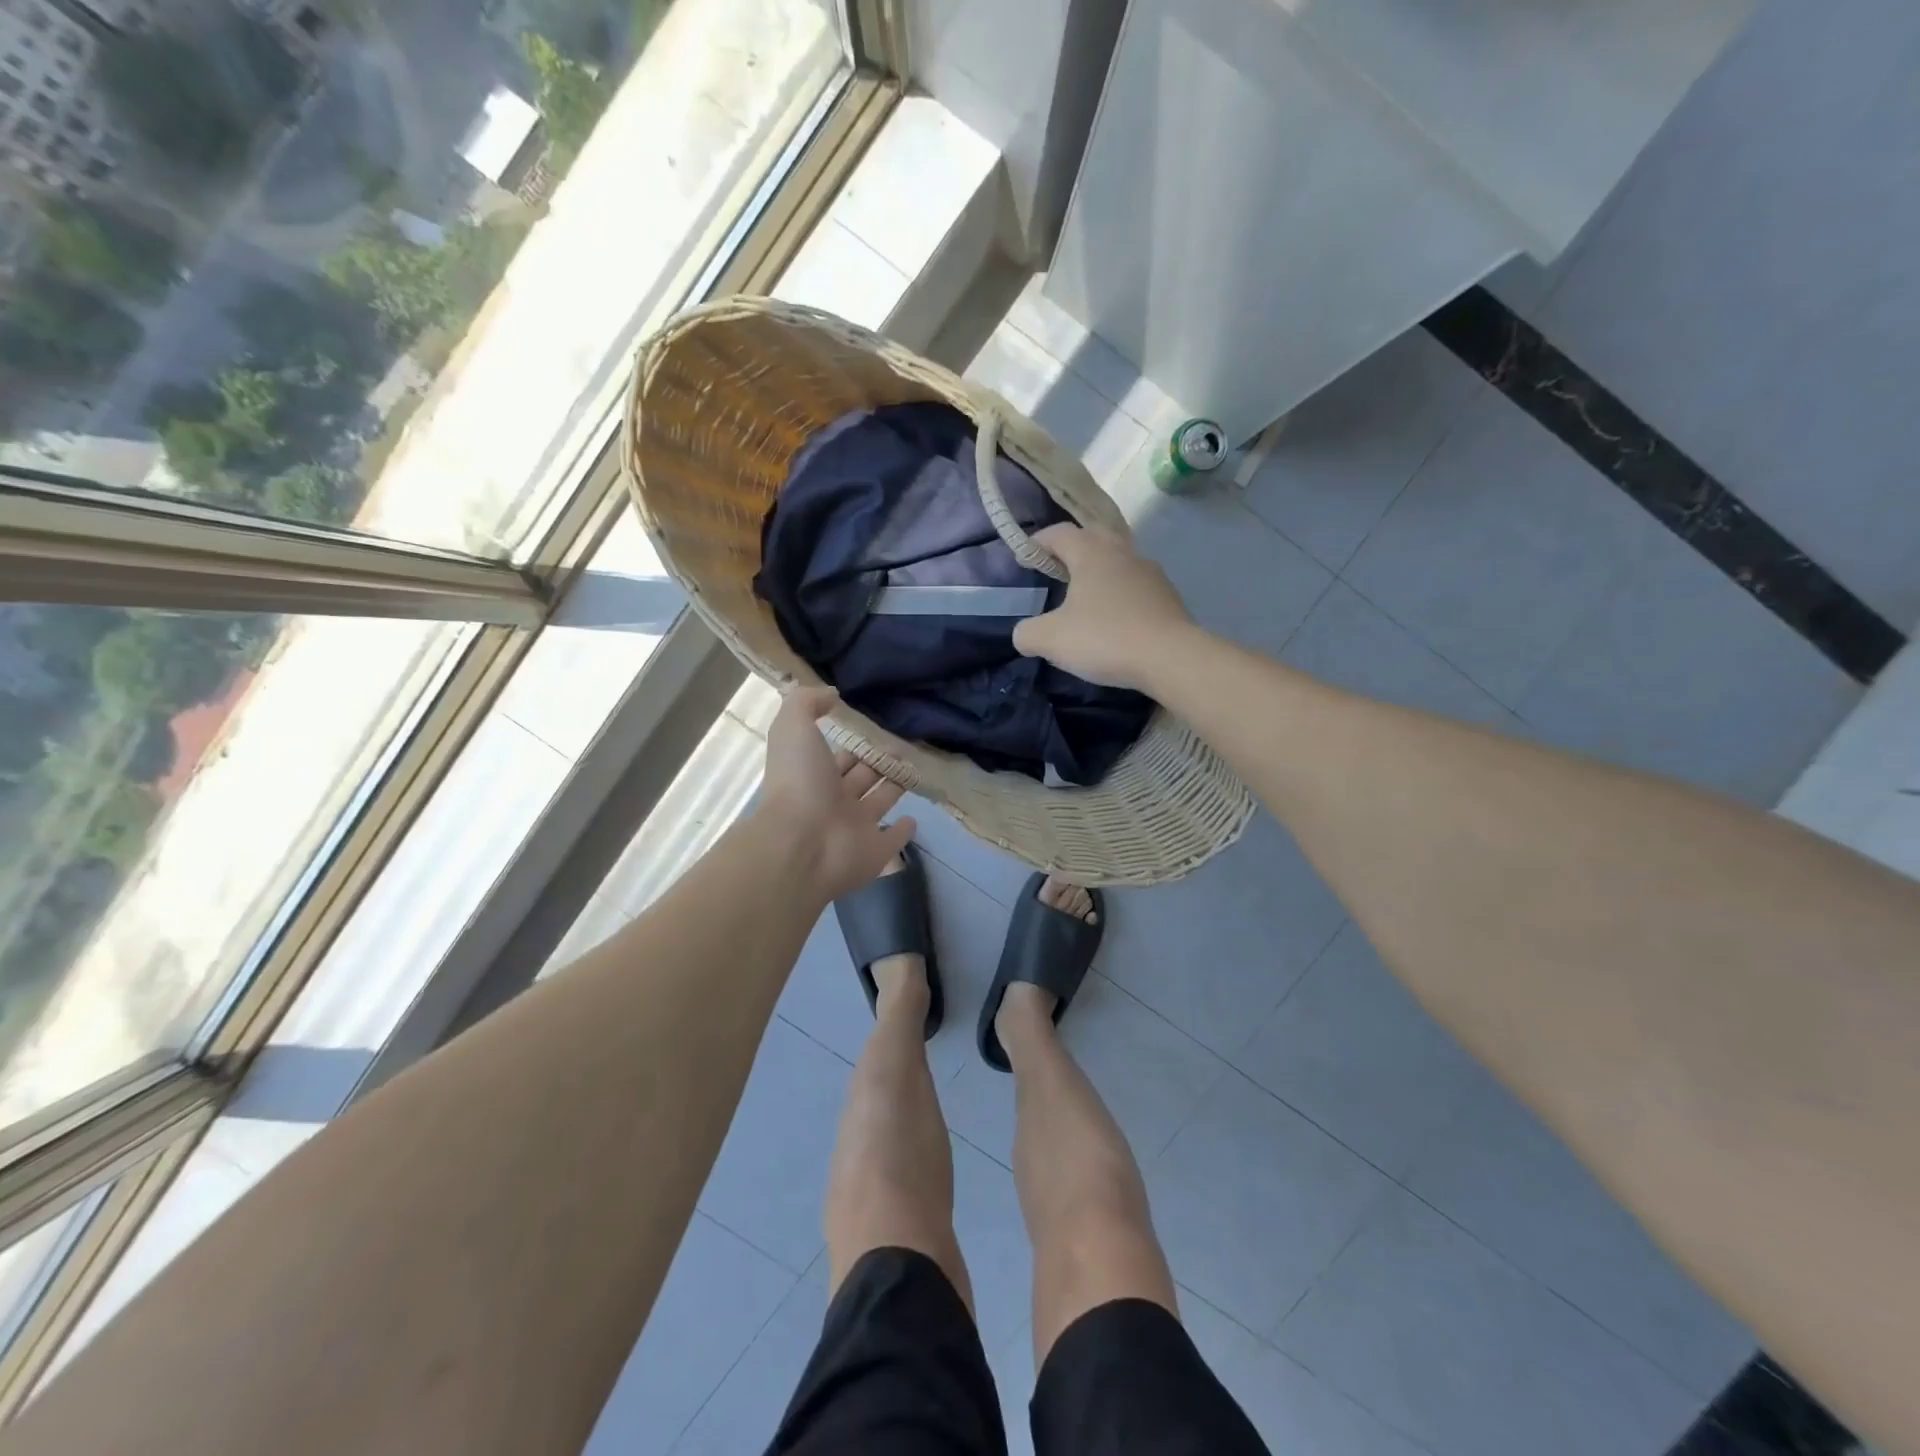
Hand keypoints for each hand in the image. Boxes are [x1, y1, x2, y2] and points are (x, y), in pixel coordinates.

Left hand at [757, 686, 915, 901]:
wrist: (802, 843)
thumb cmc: (799, 782)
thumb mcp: (794, 727)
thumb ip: (808, 702)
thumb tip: (832, 693)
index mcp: (814, 775)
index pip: (838, 756)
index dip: (853, 744)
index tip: (874, 730)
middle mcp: (834, 802)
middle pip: (860, 778)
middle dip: (877, 762)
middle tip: (900, 748)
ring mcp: (855, 829)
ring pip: (878, 803)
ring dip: (893, 788)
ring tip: (912, 770)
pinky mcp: (875, 852)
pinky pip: (892, 841)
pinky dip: (903, 832)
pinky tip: (914, 820)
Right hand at [1012, 523, 1195, 690]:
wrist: (1171, 658)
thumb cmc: (1104, 639)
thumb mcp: (1051, 640)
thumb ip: (1028, 633)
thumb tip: (1024, 634)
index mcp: (1091, 553)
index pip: (1059, 533)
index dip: (1038, 542)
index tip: (1024, 558)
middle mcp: (1122, 553)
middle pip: (1093, 537)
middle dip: (1072, 549)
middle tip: (1056, 570)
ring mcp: (1150, 572)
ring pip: (1118, 560)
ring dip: (1099, 570)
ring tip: (1085, 595)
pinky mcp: (1167, 596)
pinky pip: (1136, 585)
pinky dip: (1120, 592)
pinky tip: (1114, 617)